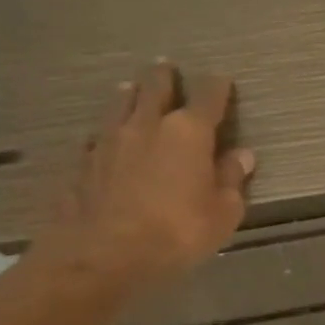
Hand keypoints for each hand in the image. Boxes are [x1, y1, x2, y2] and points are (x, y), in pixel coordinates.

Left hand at [44, 62, 254, 292]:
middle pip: (155, 87)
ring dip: (130, 95)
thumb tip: (242, 155)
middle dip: (164, 76)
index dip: (218, 87)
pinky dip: (107, 132)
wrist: (102, 256)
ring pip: (120, 104)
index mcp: (188, 133)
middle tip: (167, 68)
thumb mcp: (222, 214)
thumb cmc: (176, 234)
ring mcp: (109, 141)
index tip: (223, 80)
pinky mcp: (82, 162)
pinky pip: (97, 136)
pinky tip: (105, 138)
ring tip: (132, 90)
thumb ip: (231, 180)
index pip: (208, 97)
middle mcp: (147, 125)